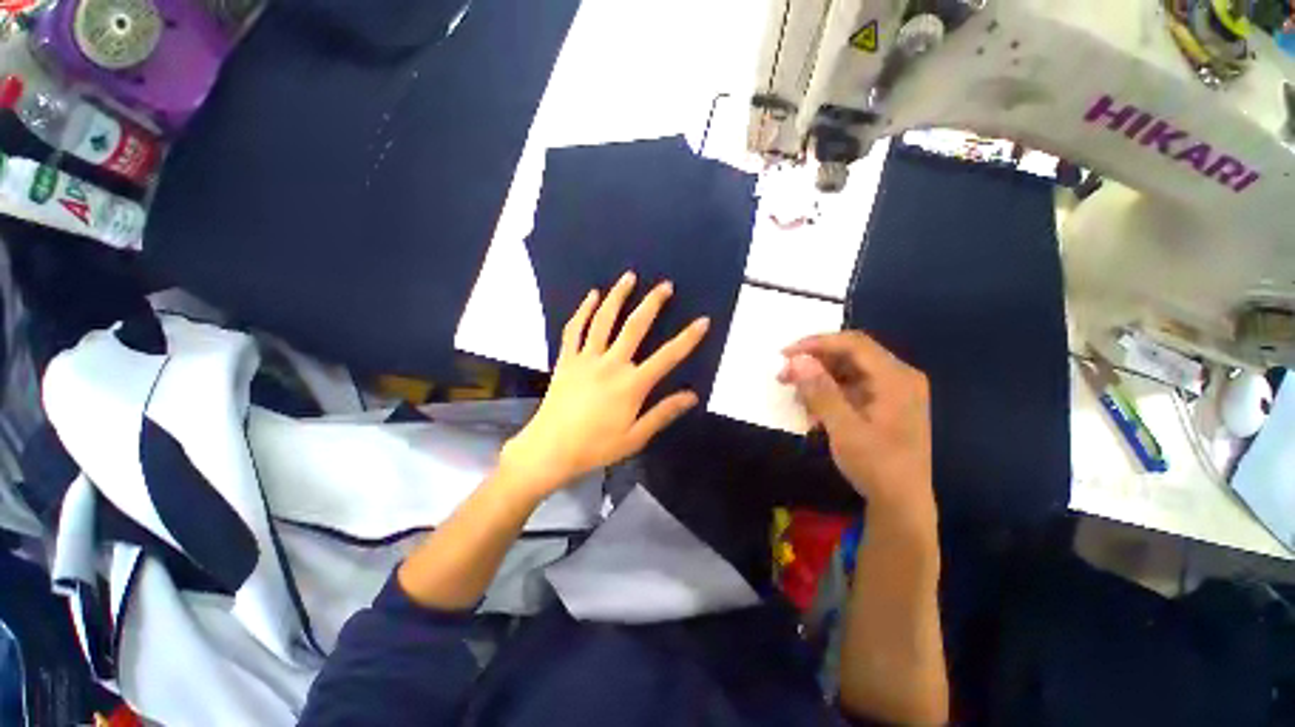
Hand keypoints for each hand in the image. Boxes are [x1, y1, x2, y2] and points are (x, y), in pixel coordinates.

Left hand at [500, 271, 709, 494]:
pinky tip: (591, 296)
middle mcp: (611, 364)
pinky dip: (583, 310)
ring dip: (618, 296)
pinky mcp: (566, 360)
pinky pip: (574, 329)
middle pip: (635, 326)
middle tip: (665, 285)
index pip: (667, 356)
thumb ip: (662, 413)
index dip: (688, 338)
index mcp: (632, 385)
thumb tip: (691, 396)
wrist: (551, 448)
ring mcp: (586, 359)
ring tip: (629, 277)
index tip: (703, 321)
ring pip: (604, 319)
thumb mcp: (635, 437)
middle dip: (652, 303)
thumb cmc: (595, 447)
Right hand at [779, 332, 933, 519]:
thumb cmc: (877, 466)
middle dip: (819, 365)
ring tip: (799, 400)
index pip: (854, 344)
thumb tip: (797, 360)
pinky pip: (864, 392)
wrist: (904, 506)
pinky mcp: (896, 412)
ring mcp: (902, 395)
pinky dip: (840, 398)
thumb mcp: (845, 430)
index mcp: (897, 376)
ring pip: (858, 375)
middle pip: (856, 357)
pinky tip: (819, 416)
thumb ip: (821, 392)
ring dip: (826, 383)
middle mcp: (903, 378)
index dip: (817, 344)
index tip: (785, 355)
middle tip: (785, 378)